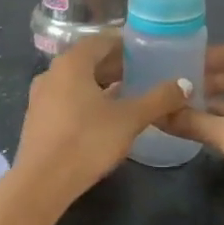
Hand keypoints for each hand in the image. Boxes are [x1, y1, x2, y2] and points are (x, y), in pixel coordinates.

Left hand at [12, 36, 187, 210]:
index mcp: (72, 63)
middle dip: (116, 65)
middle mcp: (52, 72)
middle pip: (88, 60)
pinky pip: (67, 98)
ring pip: (77, 81)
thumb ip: (159, 99)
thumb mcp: (129, 119)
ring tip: (129, 94)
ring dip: (102, 84)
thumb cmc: (87, 141)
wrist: (41, 184)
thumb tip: (186, 84)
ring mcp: (41, 96)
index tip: (147, 51)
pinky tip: (105, 116)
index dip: (125, 44)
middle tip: (143, 72)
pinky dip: (87, 99)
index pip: (101, 40)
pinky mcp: (38, 119)